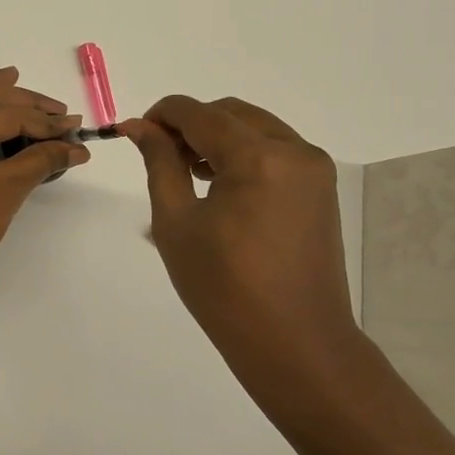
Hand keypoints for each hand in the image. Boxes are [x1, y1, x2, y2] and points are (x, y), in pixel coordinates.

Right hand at [120, 96, 374, 419]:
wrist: (295, 342)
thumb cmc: (224, 287)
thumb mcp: (176, 222)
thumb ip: (160, 163)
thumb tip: (139, 127)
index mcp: (258, 158)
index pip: (199, 113)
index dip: (161, 115)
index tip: (134, 134)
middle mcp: (294, 151)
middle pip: (230, 113)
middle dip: (190, 124)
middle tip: (160, 155)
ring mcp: (314, 169)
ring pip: (255, 127)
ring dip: (217, 137)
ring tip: (188, 173)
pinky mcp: (321, 188)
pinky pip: (274, 150)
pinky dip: (243, 153)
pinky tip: (220, 186)